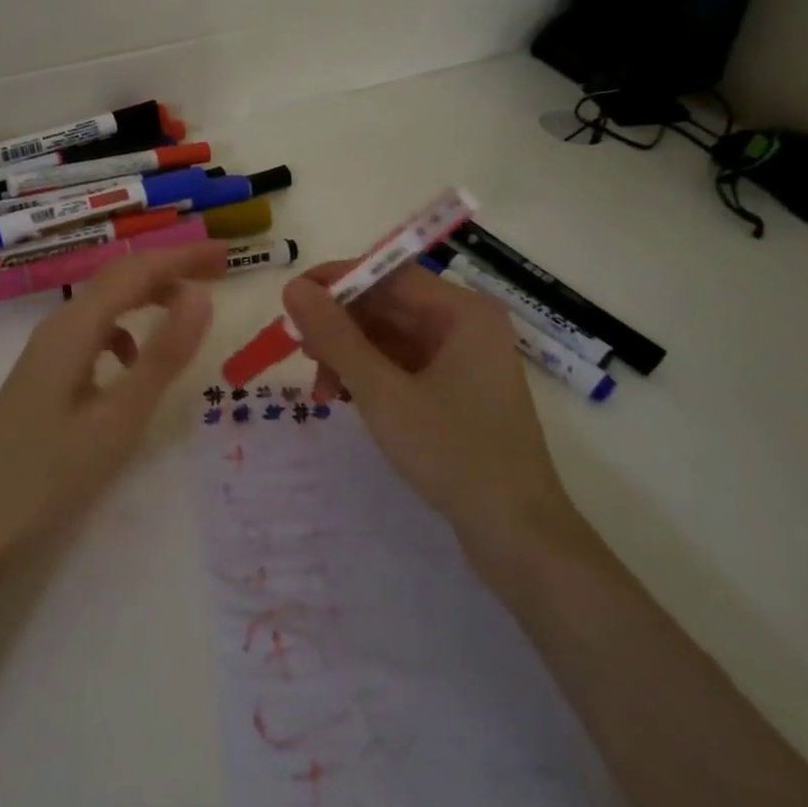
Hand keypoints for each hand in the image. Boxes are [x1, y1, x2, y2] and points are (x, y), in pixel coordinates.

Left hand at [0, 243, 223, 570]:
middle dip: (169, 268)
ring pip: (105, 304)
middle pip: (119, 279)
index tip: (227, 255)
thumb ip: (162, 356)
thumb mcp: (118, 418)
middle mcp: (58, 327)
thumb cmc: (48, 473)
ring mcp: (47, 352)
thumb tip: (202, 296)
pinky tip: (134, 361)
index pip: (137, 271)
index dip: (183, 257)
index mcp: (75, 328)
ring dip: (148, 296)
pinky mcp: (44, 376)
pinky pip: (92, 333)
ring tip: (187, 310)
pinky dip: (125, 330)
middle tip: (217, 272)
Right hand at [282, 262, 575, 543]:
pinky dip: (370, 376)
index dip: (335, 281)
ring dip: (350, 356)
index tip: (291, 301)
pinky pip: (403, 365)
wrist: (516, 534)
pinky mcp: (457, 390)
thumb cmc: (452, 453)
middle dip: (339, 327)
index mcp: (462, 311)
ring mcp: (463, 359)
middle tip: (298, 353)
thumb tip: (293, 286)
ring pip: (390, 337)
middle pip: (388, 305)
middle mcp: (466, 325)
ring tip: (320, 391)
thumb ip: (335, 336)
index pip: (388, 272)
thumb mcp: (382, 392)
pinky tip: (345, 399)